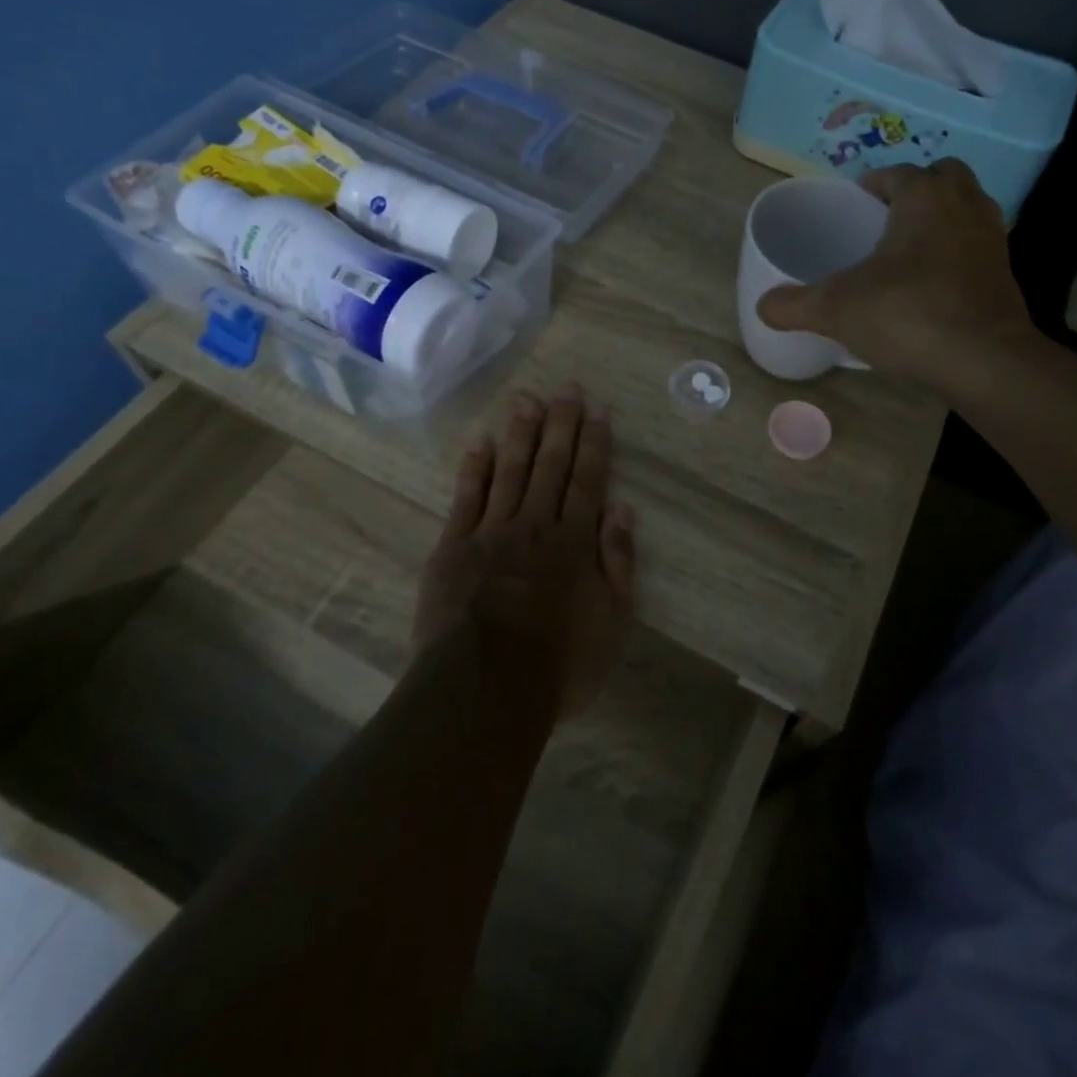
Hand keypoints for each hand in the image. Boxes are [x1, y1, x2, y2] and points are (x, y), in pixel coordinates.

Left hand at [415, 383, 636, 717]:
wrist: (485, 689)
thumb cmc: (559, 663)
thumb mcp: (612, 621)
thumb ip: (619, 561)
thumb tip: (623, 508)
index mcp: (574, 541)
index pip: (588, 479)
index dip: (594, 442)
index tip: (598, 409)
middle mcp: (535, 524)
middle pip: (550, 464)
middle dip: (561, 423)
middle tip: (566, 387)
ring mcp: (491, 531)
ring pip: (510, 470)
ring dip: (520, 433)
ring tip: (527, 398)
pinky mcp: (453, 546)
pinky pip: (466, 497)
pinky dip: (475, 467)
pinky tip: (481, 441)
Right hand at [755, 160, 1043, 391]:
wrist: (984, 361)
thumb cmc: (907, 315)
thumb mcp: (835, 309)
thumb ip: (793, 304)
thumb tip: (762, 305)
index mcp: (925, 197)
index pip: (898, 173)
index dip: (873, 183)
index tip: (855, 199)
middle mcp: (965, 206)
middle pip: (943, 177)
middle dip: (916, 189)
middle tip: (885, 217)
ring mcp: (992, 240)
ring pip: (967, 209)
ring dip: (941, 218)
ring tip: (907, 249)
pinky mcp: (1005, 275)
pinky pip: (976, 247)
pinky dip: (956, 253)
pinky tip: (931, 284)